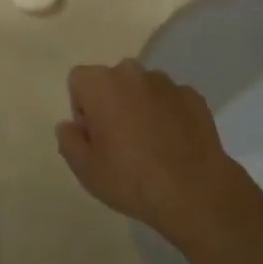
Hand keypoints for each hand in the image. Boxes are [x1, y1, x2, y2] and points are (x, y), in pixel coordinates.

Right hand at [56, 60, 248, 251]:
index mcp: (102, 84)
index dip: (82, 108)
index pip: (79, 80)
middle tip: (119, 142)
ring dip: (140, 107)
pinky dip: (167, 114)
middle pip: (112, 81)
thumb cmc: (131, 179)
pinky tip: (173, 145)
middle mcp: (133, 72)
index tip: (93, 136)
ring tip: (150, 146)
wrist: (194, 191)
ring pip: (142, 88)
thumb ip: (68, 140)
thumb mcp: (86, 169)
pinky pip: (170, 100)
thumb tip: (70, 125)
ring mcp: (166, 82)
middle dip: (111, 103)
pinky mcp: (193, 95)